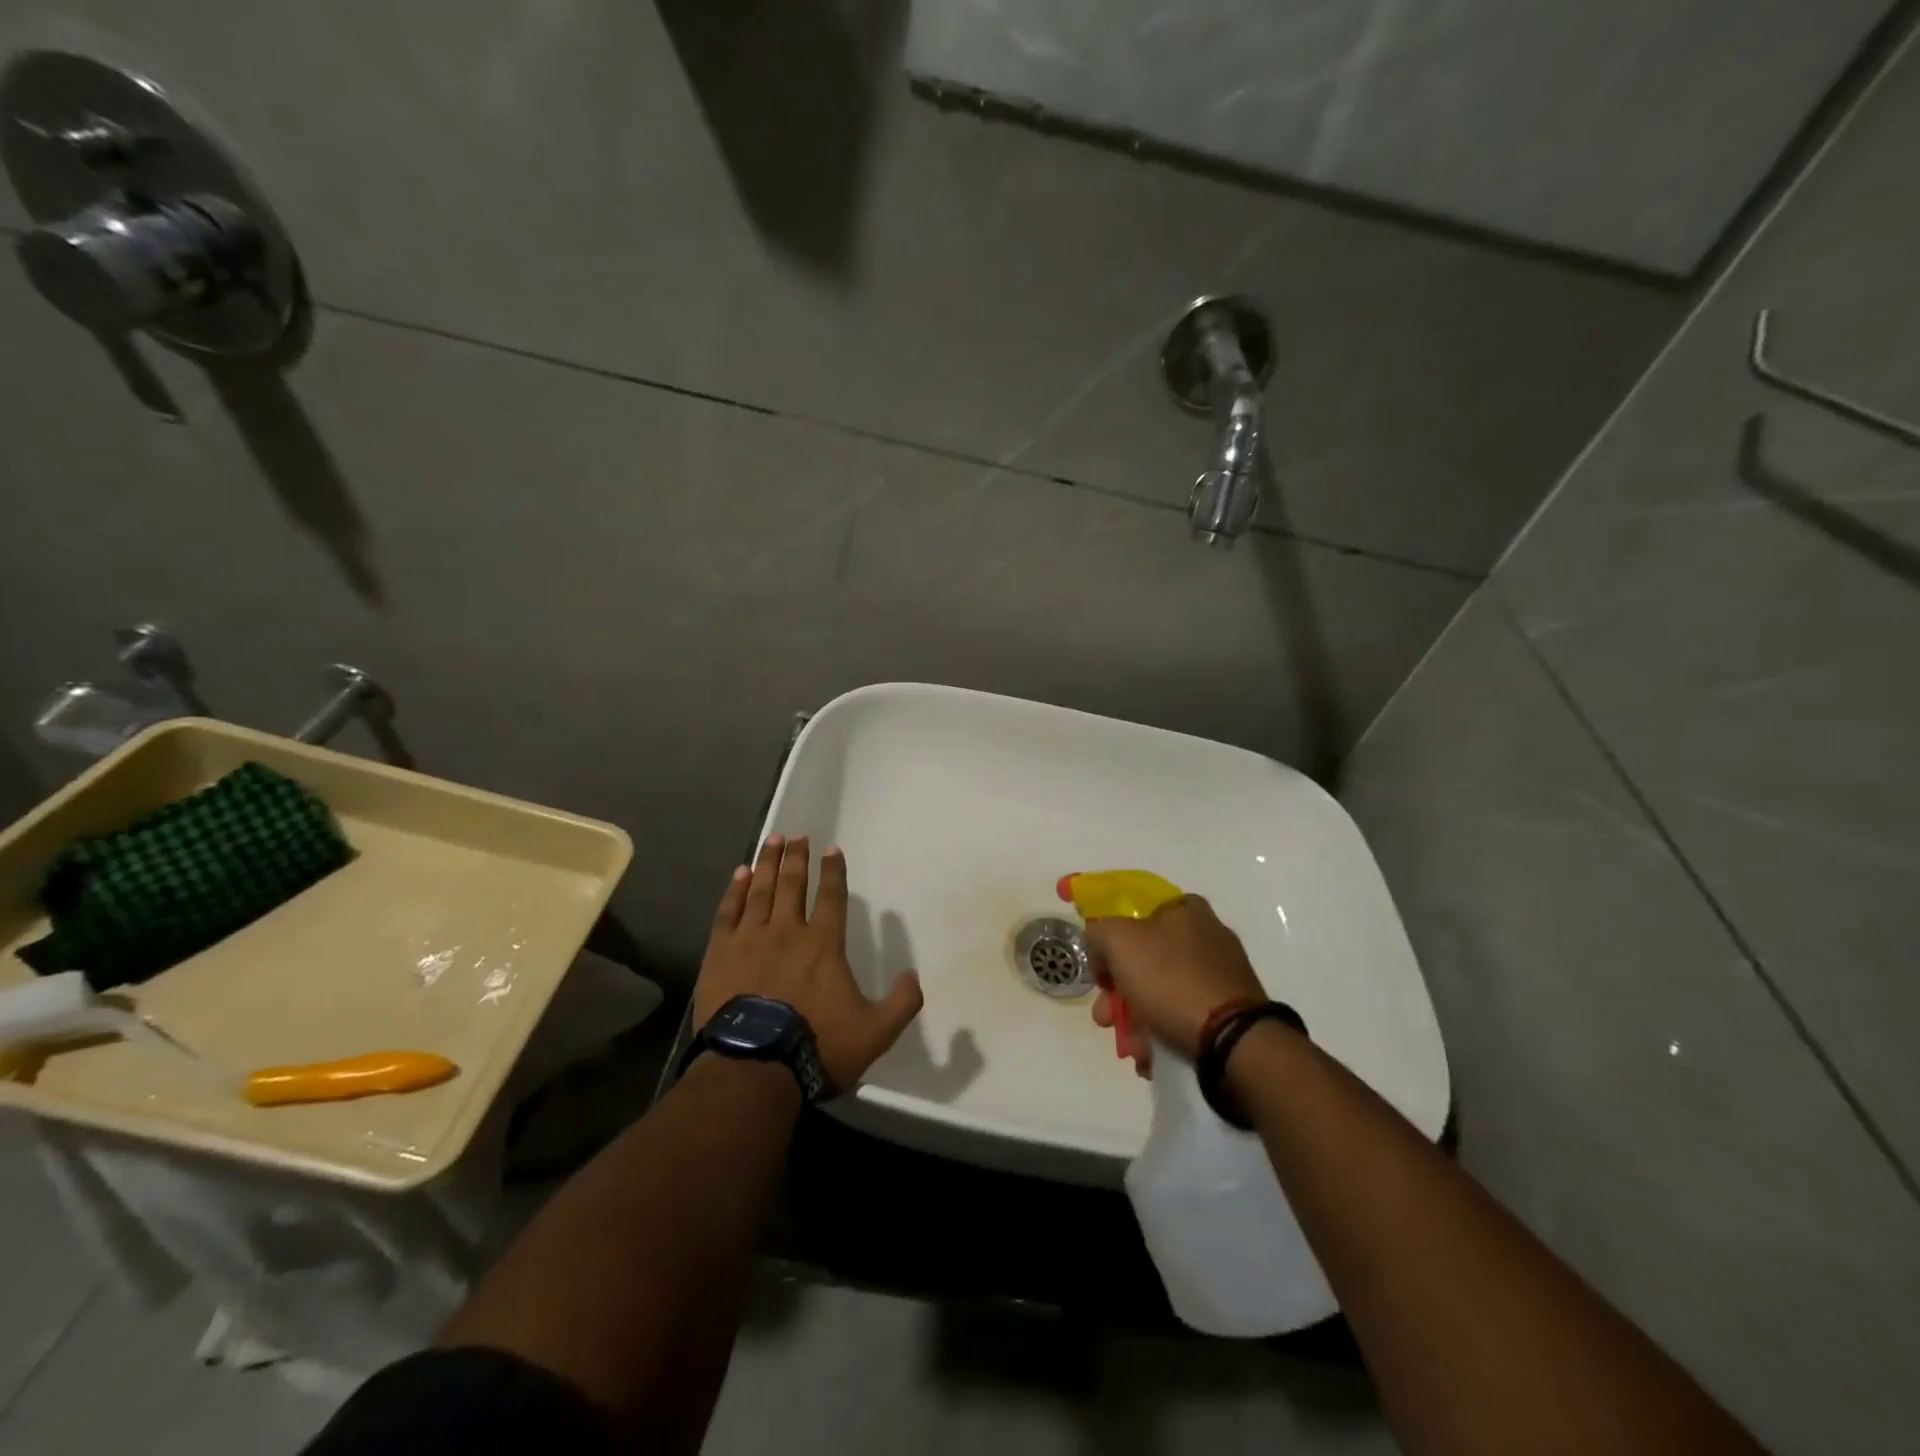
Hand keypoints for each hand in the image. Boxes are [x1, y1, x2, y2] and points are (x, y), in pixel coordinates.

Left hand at [695, 834, 923, 1092]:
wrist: (754, 1067)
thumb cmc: (817, 1046)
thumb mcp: (876, 1032)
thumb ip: (902, 1002)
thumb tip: (914, 976)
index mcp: (824, 944)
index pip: (832, 897)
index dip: (833, 871)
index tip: (831, 850)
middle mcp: (788, 931)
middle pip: (793, 884)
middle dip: (796, 858)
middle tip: (795, 836)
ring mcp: (750, 939)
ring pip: (760, 891)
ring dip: (767, 863)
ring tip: (772, 841)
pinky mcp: (720, 953)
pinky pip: (728, 912)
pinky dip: (735, 891)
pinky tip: (739, 875)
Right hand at [1086, 895, 1262, 1068]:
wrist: (1233, 1041)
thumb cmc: (1171, 980)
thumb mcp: (1119, 940)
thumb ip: (1099, 931)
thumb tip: (1099, 942)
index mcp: (1186, 909)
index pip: (1136, 911)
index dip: (1111, 936)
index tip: (1099, 966)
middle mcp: (1207, 936)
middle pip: (1146, 958)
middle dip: (1117, 990)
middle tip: (1104, 1016)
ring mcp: (1221, 975)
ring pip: (1162, 991)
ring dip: (1137, 1019)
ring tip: (1131, 1047)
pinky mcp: (1230, 1011)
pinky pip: (1184, 1016)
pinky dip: (1163, 1033)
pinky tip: (1152, 1055)